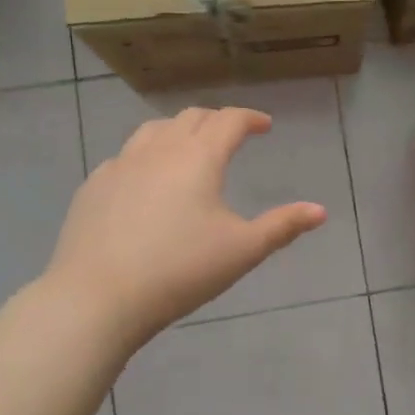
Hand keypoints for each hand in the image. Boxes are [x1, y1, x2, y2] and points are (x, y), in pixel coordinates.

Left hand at [43, 107, 324, 349]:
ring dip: (178, 131)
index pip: (229, 121)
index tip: (264, 125)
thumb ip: (283, 226)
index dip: (250, 118)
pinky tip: (146, 182)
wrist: (98, 296)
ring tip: (189, 149)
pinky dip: (146, 156)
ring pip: (153, 130)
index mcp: (198, 158)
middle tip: (231, 135)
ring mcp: (120, 165)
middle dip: (216, 121)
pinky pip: (126, 157)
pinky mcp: (94, 186)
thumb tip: (320, 211)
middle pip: (191, 118)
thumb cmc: (180, 270)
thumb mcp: (242, 251)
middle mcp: (159, 150)